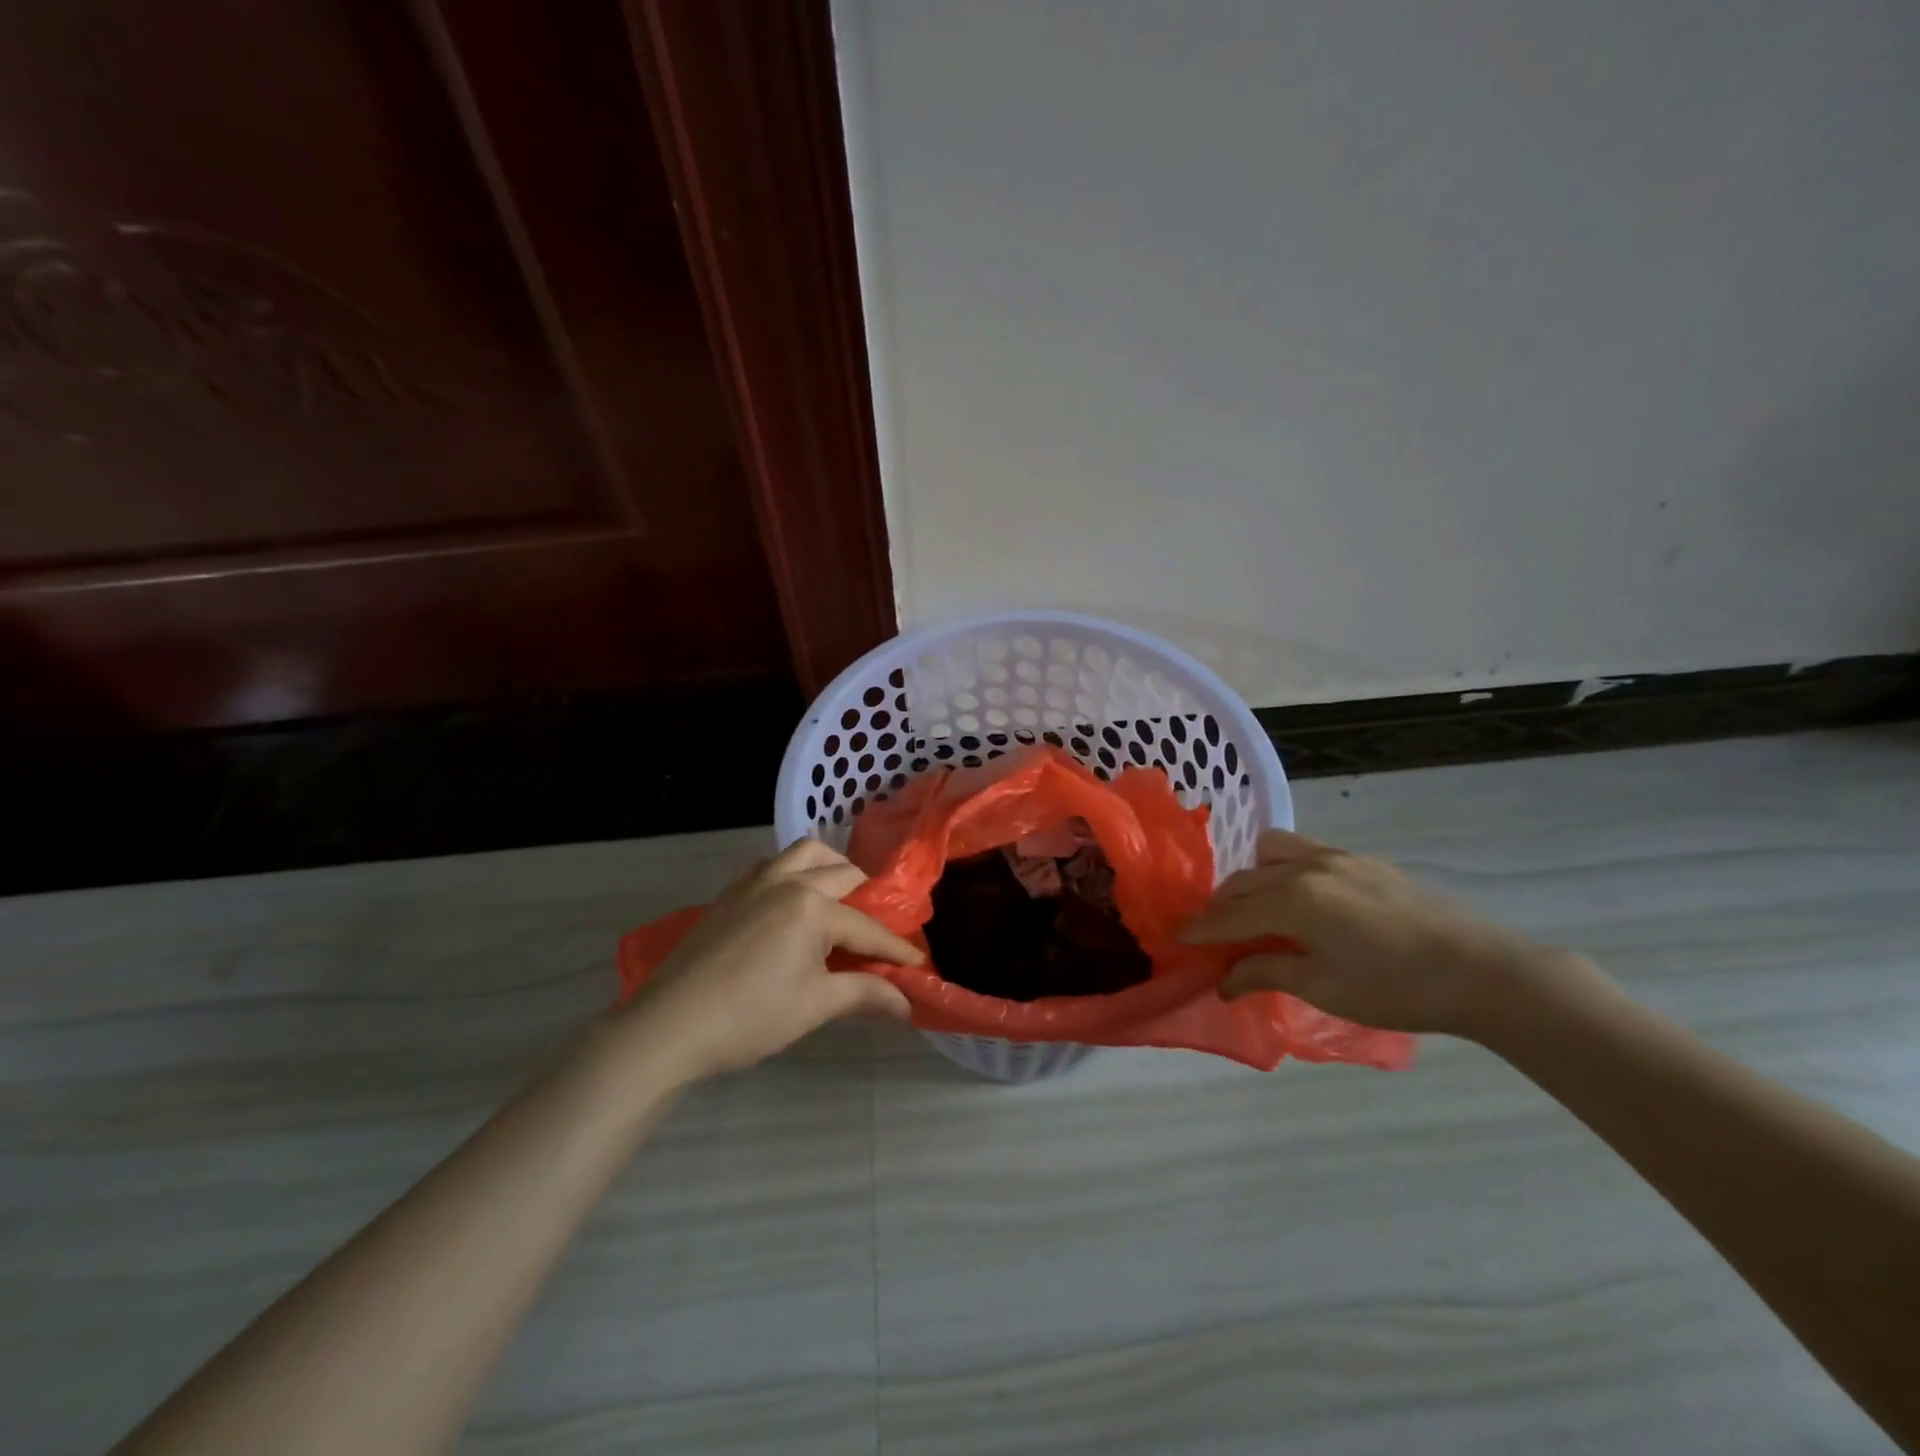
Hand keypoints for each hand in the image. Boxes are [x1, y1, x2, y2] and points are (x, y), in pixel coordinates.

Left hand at [620, 840, 921, 1081]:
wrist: (667, 1027)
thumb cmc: (748, 1017)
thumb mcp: (814, 1006)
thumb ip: (864, 994)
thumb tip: (906, 1004)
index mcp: (810, 906)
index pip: (866, 926)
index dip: (896, 948)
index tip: (919, 963)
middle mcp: (785, 880)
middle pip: (842, 875)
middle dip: (868, 900)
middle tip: (877, 935)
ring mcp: (753, 882)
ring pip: (804, 854)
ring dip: (830, 870)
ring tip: (838, 903)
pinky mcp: (729, 893)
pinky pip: (772, 865)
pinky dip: (793, 873)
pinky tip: (792, 905)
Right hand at [1179, 829, 1581, 1038]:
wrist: (1482, 971)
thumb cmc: (1396, 988)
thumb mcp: (1324, 988)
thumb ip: (1266, 973)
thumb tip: (1222, 980)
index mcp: (1294, 900)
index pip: (1230, 914)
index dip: (1200, 929)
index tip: (1175, 938)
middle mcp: (1307, 867)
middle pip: (1244, 880)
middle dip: (1221, 906)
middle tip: (1212, 934)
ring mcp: (1337, 857)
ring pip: (1271, 852)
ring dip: (1251, 877)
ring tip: (1255, 909)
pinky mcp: (1361, 859)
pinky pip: (1304, 851)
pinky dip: (1283, 868)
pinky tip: (1298, 898)